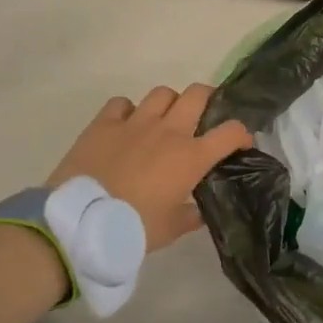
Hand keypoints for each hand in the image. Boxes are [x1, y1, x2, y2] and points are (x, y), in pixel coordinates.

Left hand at [48, 83, 252, 252]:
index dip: (242, 134)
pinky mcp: (104, 123)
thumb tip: (200, 211)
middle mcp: (169, 131)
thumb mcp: (171, 229)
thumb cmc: (133, 228)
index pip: (231, 132)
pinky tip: (125, 126)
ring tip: (163, 119)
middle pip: (198, 94)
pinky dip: (127, 111)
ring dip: (169, 103)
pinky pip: (121, 103)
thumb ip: (190, 215)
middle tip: (204, 115)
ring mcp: (135, 123)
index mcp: (192, 157)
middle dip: (208, 99)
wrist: (80, 221)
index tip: (240, 144)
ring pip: (162, 93)